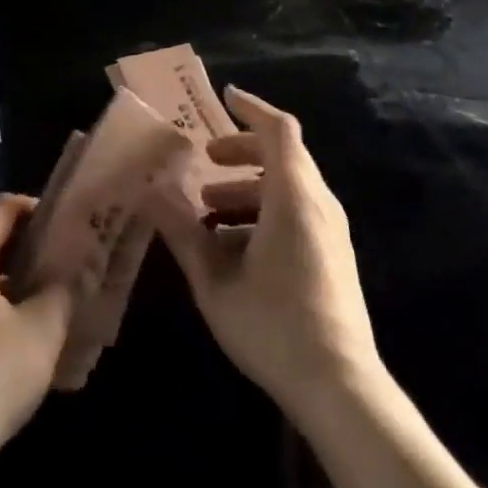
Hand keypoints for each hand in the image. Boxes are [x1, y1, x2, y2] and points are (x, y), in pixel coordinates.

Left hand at [0, 195, 74, 484]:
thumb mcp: (42, 331)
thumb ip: (63, 290)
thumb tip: (79, 268)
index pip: (4, 208)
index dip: (35, 210)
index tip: (62, 228)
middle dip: (22, 250)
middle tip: (56, 267)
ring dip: (3, 283)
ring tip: (37, 306)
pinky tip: (6, 342)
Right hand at [147, 87, 380, 417]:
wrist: (341, 390)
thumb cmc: (274, 326)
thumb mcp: (215, 280)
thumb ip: (181, 231)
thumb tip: (146, 191)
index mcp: (293, 196)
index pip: (279, 129)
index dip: (251, 108)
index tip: (223, 98)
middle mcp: (318, 203)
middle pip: (282, 155)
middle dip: (240, 151)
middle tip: (204, 160)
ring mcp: (330, 231)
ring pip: (288, 186)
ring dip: (247, 187)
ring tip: (208, 209)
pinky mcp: (333, 256)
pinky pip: (297, 212)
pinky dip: (264, 211)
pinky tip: (233, 248)